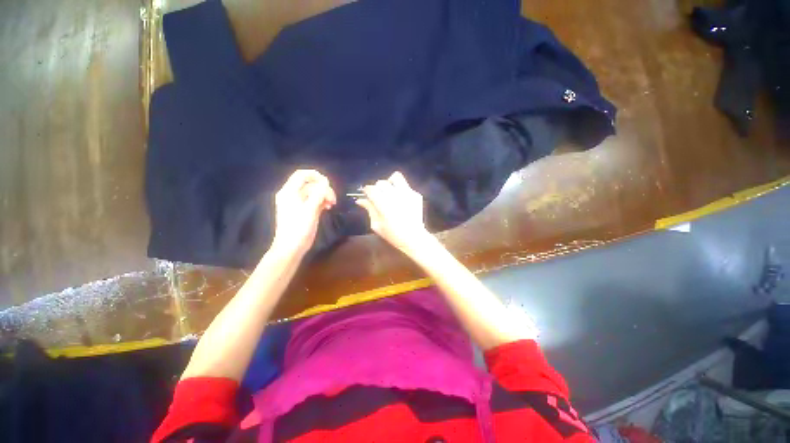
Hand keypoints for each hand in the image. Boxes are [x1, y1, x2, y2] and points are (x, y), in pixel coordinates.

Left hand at [271, 170, 335, 257]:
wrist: (292, 247)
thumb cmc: (299, 228)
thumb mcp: (310, 210)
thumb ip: (318, 194)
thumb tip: (325, 183)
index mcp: (289, 192)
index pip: (301, 175)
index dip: (315, 176)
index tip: (328, 183)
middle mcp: (292, 195)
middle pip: (310, 184)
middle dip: (323, 189)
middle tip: (333, 199)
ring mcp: (298, 203)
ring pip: (314, 192)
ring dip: (324, 196)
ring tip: (332, 204)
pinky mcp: (304, 210)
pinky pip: (314, 200)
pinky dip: (322, 202)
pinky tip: (328, 207)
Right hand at [356, 171, 432, 254]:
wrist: (414, 237)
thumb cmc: (392, 234)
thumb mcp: (376, 224)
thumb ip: (369, 209)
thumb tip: (360, 200)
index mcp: (383, 203)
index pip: (371, 188)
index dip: (367, 190)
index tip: (367, 194)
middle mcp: (395, 195)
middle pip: (382, 182)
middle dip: (377, 188)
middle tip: (379, 196)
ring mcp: (407, 193)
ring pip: (396, 177)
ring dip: (390, 183)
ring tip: (390, 191)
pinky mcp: (416, 194)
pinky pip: (406, 186)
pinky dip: (401, 190)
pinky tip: (401, 199)